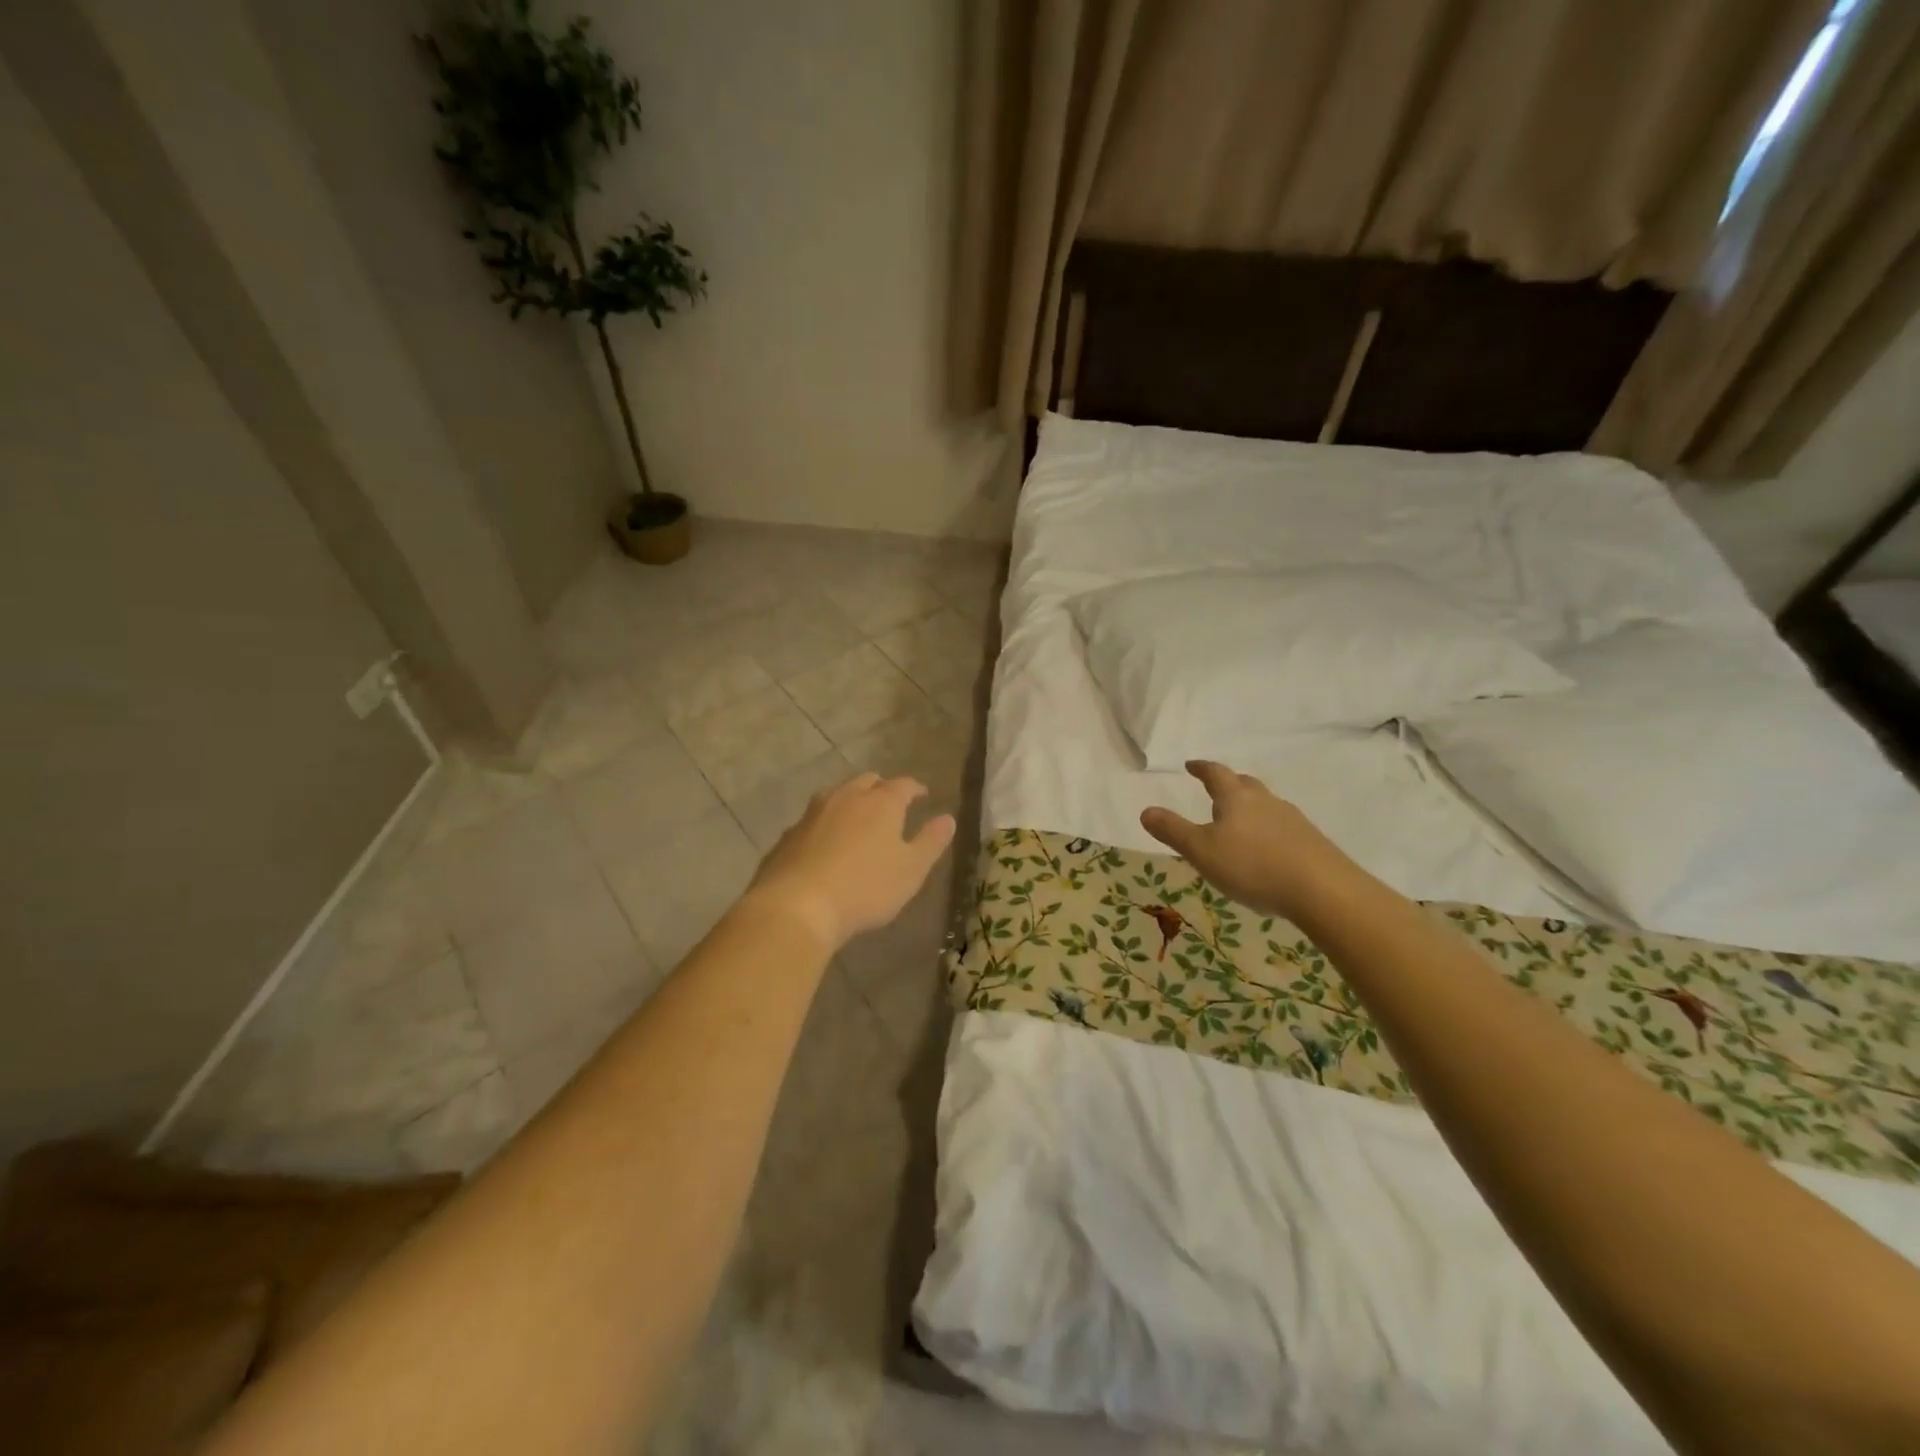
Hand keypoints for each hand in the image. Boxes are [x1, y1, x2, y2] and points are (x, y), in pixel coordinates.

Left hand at [744, 773, 956, 951]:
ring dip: (852, 800)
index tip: (922, 794)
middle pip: (867, 781)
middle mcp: (846, 797)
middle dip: (882, 787)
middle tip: (891, 802)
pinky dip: (827, 822)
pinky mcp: (789, 833)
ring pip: (837, 794)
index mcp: (881, 802)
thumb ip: (931, 842)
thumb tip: (948, 818)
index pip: (903, 785)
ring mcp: (813, 813)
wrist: (797, 905)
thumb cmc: (866, 887)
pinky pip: (814, 818)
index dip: (915, 788)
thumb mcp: (911, 870)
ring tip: (858, 816)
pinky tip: (826, 841)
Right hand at [1140, 761, 1353, 920]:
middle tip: (1215, 789)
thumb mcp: (1202, 851)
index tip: (1191, 765)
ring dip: (1249, 807)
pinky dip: (1267, 830)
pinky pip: (1282, 827)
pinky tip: (1265, 850)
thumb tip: (1146, 811)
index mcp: (1235, 798)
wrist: (1322, 890)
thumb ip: (1172, 831)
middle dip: (1228, 784)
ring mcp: (1292, 820)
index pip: (1215, 774)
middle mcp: (1265, 801)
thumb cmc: (1252, 866)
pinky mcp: (1310, 841)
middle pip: (1244, 784)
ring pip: (1265, 805)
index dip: (1201, 768)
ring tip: (1238, 823)